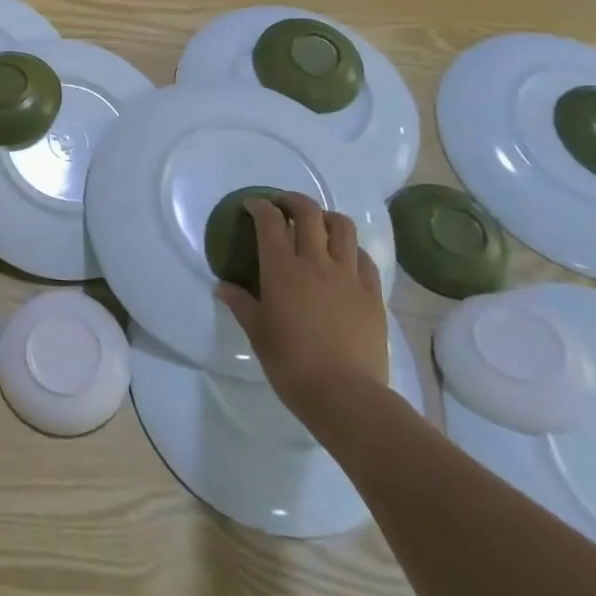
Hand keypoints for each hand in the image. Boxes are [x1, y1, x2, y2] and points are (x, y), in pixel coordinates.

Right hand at [218, 192, 388, 425]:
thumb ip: (241, 304)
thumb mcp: (258, 333)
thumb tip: (223, 286)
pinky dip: (351, 249)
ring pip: (343, 227)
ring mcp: (348, 276)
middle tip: (283, 205)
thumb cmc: (291, 363)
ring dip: (327, 218)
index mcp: (282, 269)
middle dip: (293, 201)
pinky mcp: (372, 293)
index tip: (253, 206)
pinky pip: (364, 258)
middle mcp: (316, 262)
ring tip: (318, 225)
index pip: (270, 222)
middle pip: (309, 213)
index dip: (260, 207)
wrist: (345, 394)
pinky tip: (344, 259)